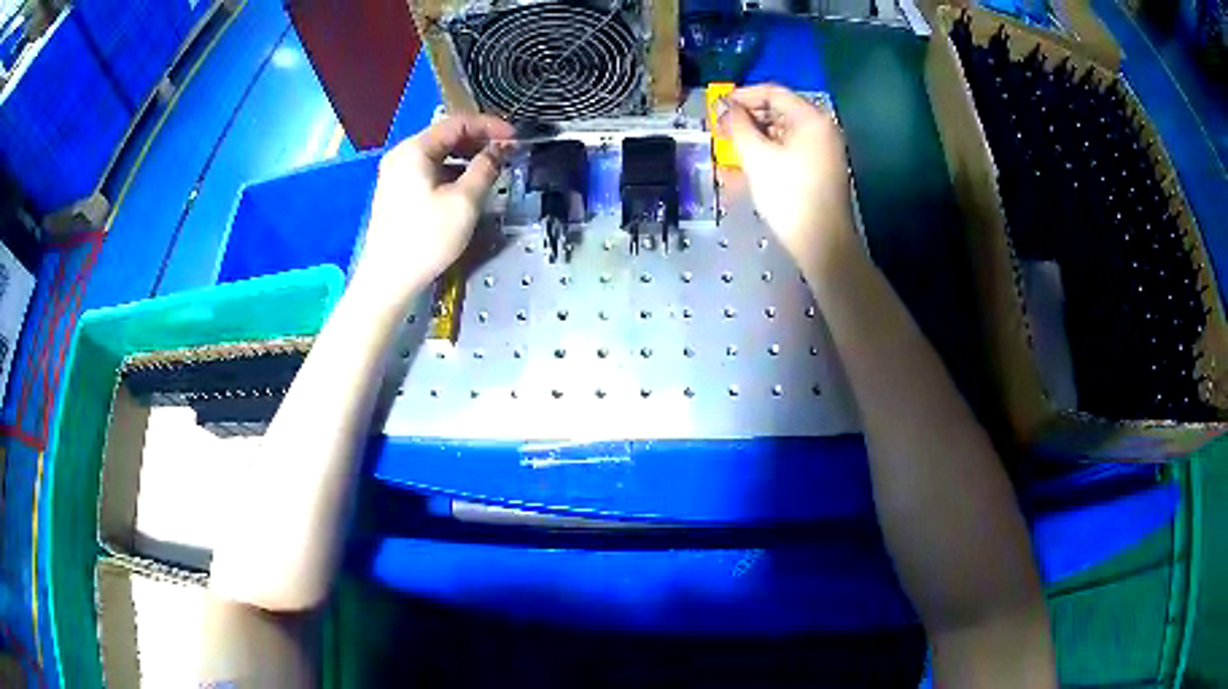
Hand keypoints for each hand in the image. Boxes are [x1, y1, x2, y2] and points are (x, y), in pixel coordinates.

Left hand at [351, 115, 514, 311]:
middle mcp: (402, 155)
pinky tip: (467, 187)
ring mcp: (396, 174)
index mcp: (415, 149)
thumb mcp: (465, 201)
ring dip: (466, 158)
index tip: (515, 138)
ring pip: (438, 155)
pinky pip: (429, 171)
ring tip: (492, 170)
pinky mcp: (397, 193)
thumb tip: (501, 149)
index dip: (491, 126)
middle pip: (446, 136)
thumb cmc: (426, 238)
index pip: (458, 122)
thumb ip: (486, 168)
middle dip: (479, 141)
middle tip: (506, 154)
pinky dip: (451, 172)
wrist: (388, 280)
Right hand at [718, 84, 860, 279]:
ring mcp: (824, 151)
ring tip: (729, 152)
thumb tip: (724, 107)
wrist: (822, 244)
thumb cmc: (789, 195)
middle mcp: (822, 129)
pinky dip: (768, 156)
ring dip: (754, 139)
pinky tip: (746, 170)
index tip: (718, 107)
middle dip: (747, 120)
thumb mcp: (756, 156)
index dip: (742, 96)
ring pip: (782, 135)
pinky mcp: (820, 171)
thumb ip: (737, 125)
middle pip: (779, 112)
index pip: (773, 92)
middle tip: (721, 131)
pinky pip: (790, 153)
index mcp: (811, 118)